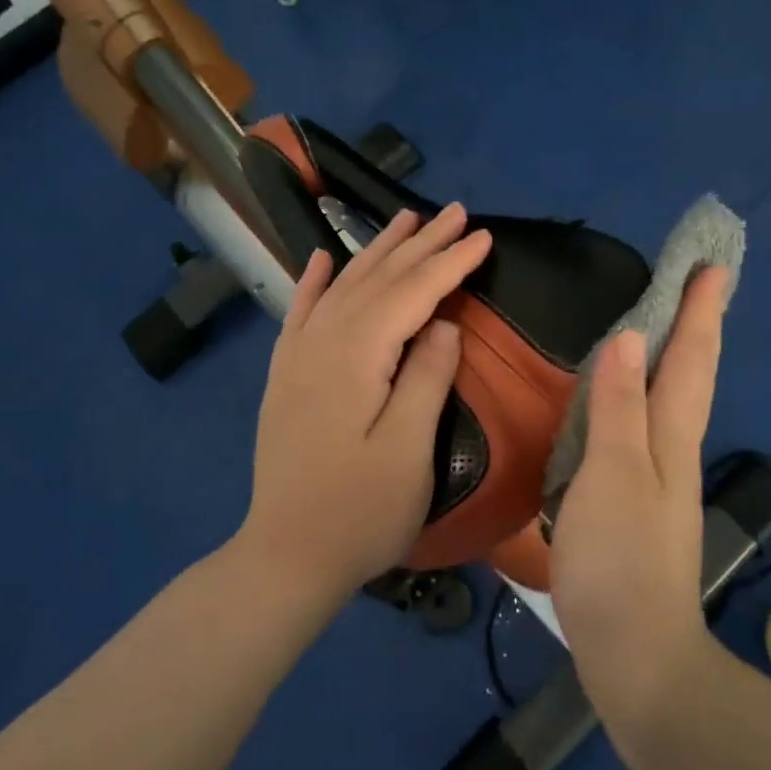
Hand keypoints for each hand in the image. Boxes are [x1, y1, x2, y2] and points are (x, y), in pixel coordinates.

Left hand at [239, 204, 492, 602]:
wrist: (287, 556)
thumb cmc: (360, 511)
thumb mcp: (408, 450)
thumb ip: (426, 378)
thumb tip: (444, 324)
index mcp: (357, 356)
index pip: (412, 293)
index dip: (450, 263)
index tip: (484, 236)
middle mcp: (322, 342)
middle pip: (378, 279)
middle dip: (420, 244)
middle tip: (456, 213)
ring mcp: (298, 358)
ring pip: (342, 286)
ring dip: (377, 251)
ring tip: (405, 219)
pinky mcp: (286, 376)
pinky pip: (300, 312)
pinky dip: (313, 281)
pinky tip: (322, 258)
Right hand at [550, 267, 729, 719]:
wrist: (635, 651)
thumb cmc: (620, 557)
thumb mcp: (612, 474)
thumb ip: (618, 407)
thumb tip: (627, 337)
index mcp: (672, 437)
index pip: (691, 359)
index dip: (701, 312)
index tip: (713, 266)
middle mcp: (673, 451)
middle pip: (690, 376)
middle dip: (696, 327)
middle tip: (698, 286)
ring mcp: (658, 481)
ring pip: (670, 403)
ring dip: (672, 360)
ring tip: (665, 328)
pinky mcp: (637, 505)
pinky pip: (644, 431)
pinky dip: (642, 400)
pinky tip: (625, 404)